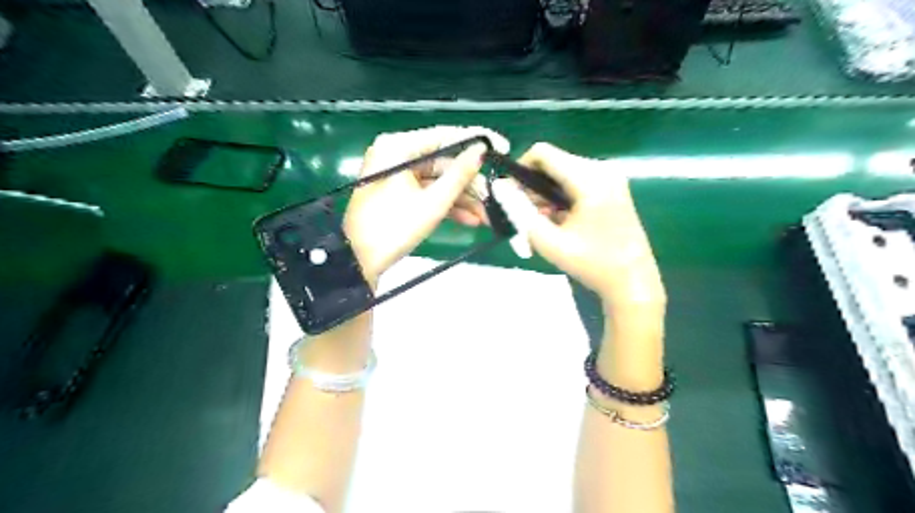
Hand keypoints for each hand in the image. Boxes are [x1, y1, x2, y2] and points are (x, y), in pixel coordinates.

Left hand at [347, 125, 510, 283]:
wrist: (359, 261)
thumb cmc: (393, 228)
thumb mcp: (432, 203)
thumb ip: (459, 175)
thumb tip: (481, 151)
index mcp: (399, 148)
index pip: (445, 136)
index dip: (476, 141)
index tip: (503, 147)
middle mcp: (397, 155)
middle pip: (444, 162)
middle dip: (471, 183)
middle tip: (497, 195)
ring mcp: (398, 176)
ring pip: (439, 180)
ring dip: (463, 198)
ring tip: (488, 215)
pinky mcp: (399, 194)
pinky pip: (428, 193)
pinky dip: (447, 205)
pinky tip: (471, 220)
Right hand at [514, 143, 665, 307]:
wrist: (633, 282)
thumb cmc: (593, 264)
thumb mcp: (549, 242)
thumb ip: (520, 212)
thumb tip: (500, 189)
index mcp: (590, 178)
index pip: (543, 153)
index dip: (520, 169)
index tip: (510, 194)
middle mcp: (602, 169)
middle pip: (553, 163)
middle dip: (532, 185)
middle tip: (523, 214)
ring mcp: (610, 177)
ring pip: (563, 173)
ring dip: (545, 193)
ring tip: (539, 222)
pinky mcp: (612, 187)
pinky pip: (576, 181)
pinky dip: (560, 197)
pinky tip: (557, 221)